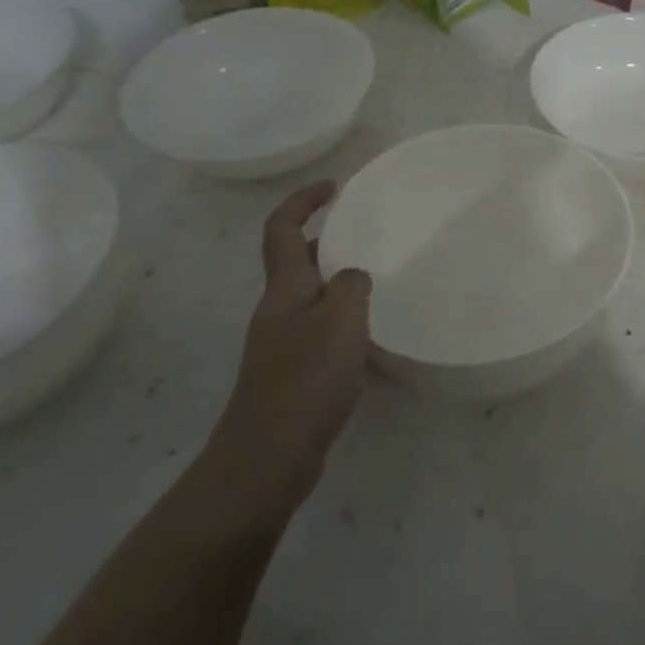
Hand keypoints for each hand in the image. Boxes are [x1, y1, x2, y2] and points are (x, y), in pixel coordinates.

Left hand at [209, 181, 372, 501]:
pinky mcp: (294, 374)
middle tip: (365, 230)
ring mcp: (283, 344)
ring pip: (311, 295)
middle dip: (324, 237)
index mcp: (285, 290)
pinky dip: (344, 317)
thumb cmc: (304, 381)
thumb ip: (352, 286)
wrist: (267, 458)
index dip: (302, 201)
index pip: (282, 230)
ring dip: (337, 278)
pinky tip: (370, 334)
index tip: (332, 186)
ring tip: (377, 276)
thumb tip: (354, 276)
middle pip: (294, 260)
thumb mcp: (340, 322)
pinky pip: (321, 328)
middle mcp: (279, 310)